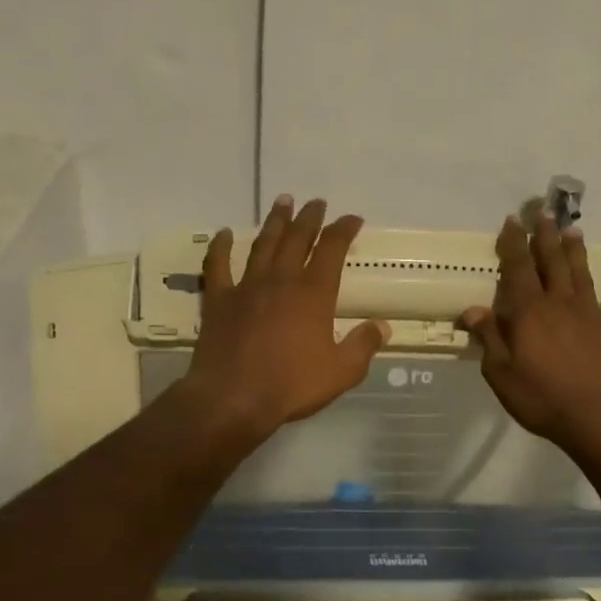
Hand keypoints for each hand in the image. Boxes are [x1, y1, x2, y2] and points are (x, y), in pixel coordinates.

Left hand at [182, 196, 390, 442]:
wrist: (233, 398)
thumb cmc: (292, 385)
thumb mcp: (341, 372)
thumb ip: (363, 345)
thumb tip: (382, 326)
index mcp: (314, 293)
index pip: (332, 250)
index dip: (344, 230)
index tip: (352, 219)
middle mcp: (281, 280)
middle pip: (297, 238)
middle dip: (310, 218)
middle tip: (316, 202)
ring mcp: (246, 287)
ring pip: (263, 244)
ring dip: (274, 222)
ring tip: (282, 202)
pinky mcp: (218, 300)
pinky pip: (218, 266)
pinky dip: (221, 247)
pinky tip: (224, 233)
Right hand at [460, 213, 600, 455]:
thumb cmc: (543, 399)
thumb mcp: (502, 374)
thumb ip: (489, 339)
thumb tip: (474, 309)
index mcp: (530, 312)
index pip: (518, 269)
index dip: (513, 244)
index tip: (512, 221)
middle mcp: (561, 304)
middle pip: (552, 262)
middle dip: (545, 237)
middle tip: (544, 213)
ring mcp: (592, 316)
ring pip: (582, 275)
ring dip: (576, 253)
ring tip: (574, 231)